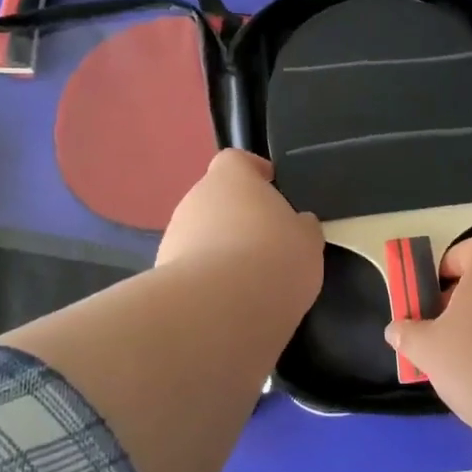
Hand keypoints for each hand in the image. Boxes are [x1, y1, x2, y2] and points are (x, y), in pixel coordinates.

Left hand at [157, 150, 323, 316]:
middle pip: (218, 200)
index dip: (254, 171)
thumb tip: (298, 225)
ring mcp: (174, 237)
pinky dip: (209, 280)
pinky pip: (193, 270)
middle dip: (239, 218)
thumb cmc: (272, 258)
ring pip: (202, 236)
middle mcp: (195, 199)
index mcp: (230, 178)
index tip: (271, 185)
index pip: (236, 161)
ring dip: (221, 250)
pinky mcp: (163, 275)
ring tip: (250, 280)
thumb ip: (301, 227)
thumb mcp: (307, 241)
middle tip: (268, 242)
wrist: (218, 310)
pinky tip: (230, 303)